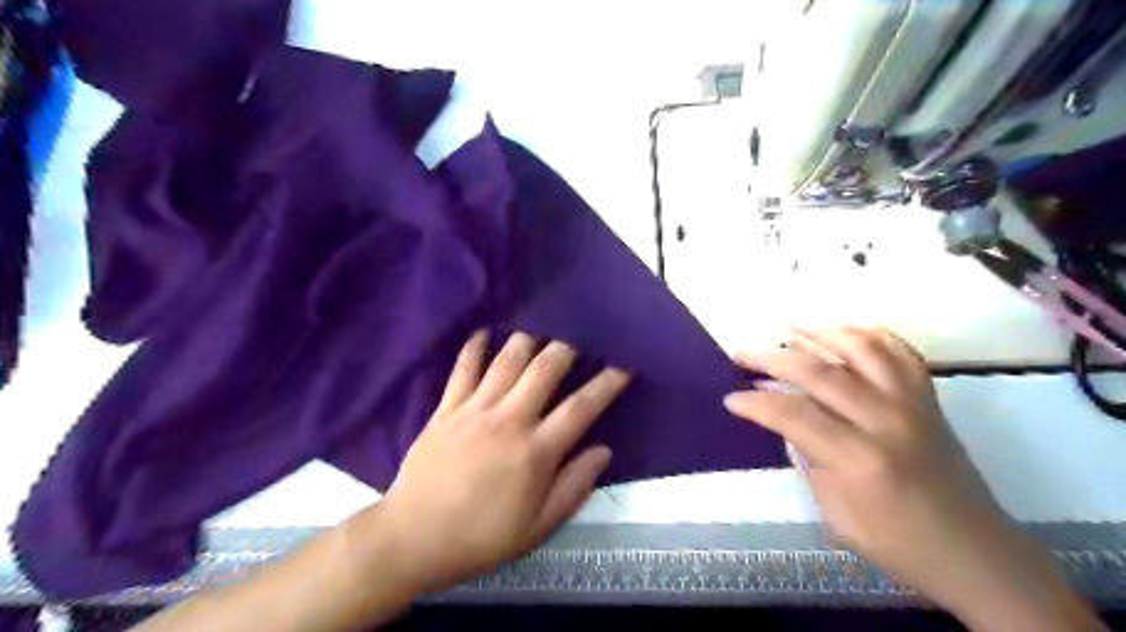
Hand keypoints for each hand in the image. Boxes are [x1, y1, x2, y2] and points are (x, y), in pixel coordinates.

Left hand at [373, 334, 629, 593]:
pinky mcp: (447, 408)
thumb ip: (574, 486)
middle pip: (544, 369)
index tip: (623, 366)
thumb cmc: (481, 537)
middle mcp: (509, 420)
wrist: (413, 538)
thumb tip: (603, 451)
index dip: (606, 384)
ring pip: (507, 360)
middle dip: (566, 349)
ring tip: (541, 331)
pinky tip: (484, 332)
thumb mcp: (538, 527)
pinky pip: (463, 369)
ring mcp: (475, 409)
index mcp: (536, 451)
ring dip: (528, 340)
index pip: (581, 408)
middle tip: (578, 340)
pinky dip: (475, 347)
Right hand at [722, 328, 1100, 628]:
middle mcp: (886, 420)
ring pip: (862, 348)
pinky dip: (871, 335)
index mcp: (859, 458)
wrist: (975, 553)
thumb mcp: (835, 512)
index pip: (793, 414)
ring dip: (820, 332)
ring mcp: (912, 404)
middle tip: (742, 354)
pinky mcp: (929, 399)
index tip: (731, 398)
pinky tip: (845, 333)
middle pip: (820, 372)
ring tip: (789, 328)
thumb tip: (787, 421)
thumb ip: (809, 459)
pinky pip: (901, 352)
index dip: (755, 403)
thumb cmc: (898, 543)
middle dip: (772, 358)